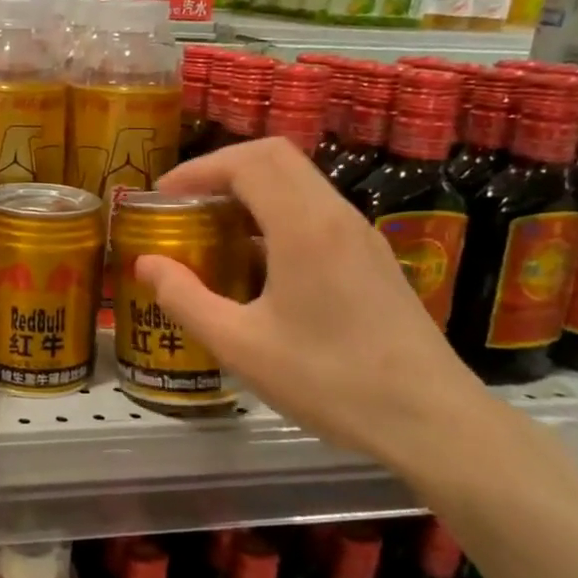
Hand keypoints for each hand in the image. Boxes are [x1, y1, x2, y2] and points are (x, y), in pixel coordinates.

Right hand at [136, 137, 487, 468]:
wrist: (431, 419)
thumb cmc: (330, 380)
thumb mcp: (241, 345)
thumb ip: (185, 299)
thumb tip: (145, 264)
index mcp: (304, 226)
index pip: (247, 162)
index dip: (198, 169)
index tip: (162, 196)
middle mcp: (336, 215)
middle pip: (274, 157)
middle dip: (222, 170)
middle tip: (185, 205)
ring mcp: (361, 234)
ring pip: (299, 182)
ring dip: (251, 191)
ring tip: (214, 232)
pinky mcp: (372, 257)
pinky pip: (316, 212)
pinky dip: (276, 215)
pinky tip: (258, 265)